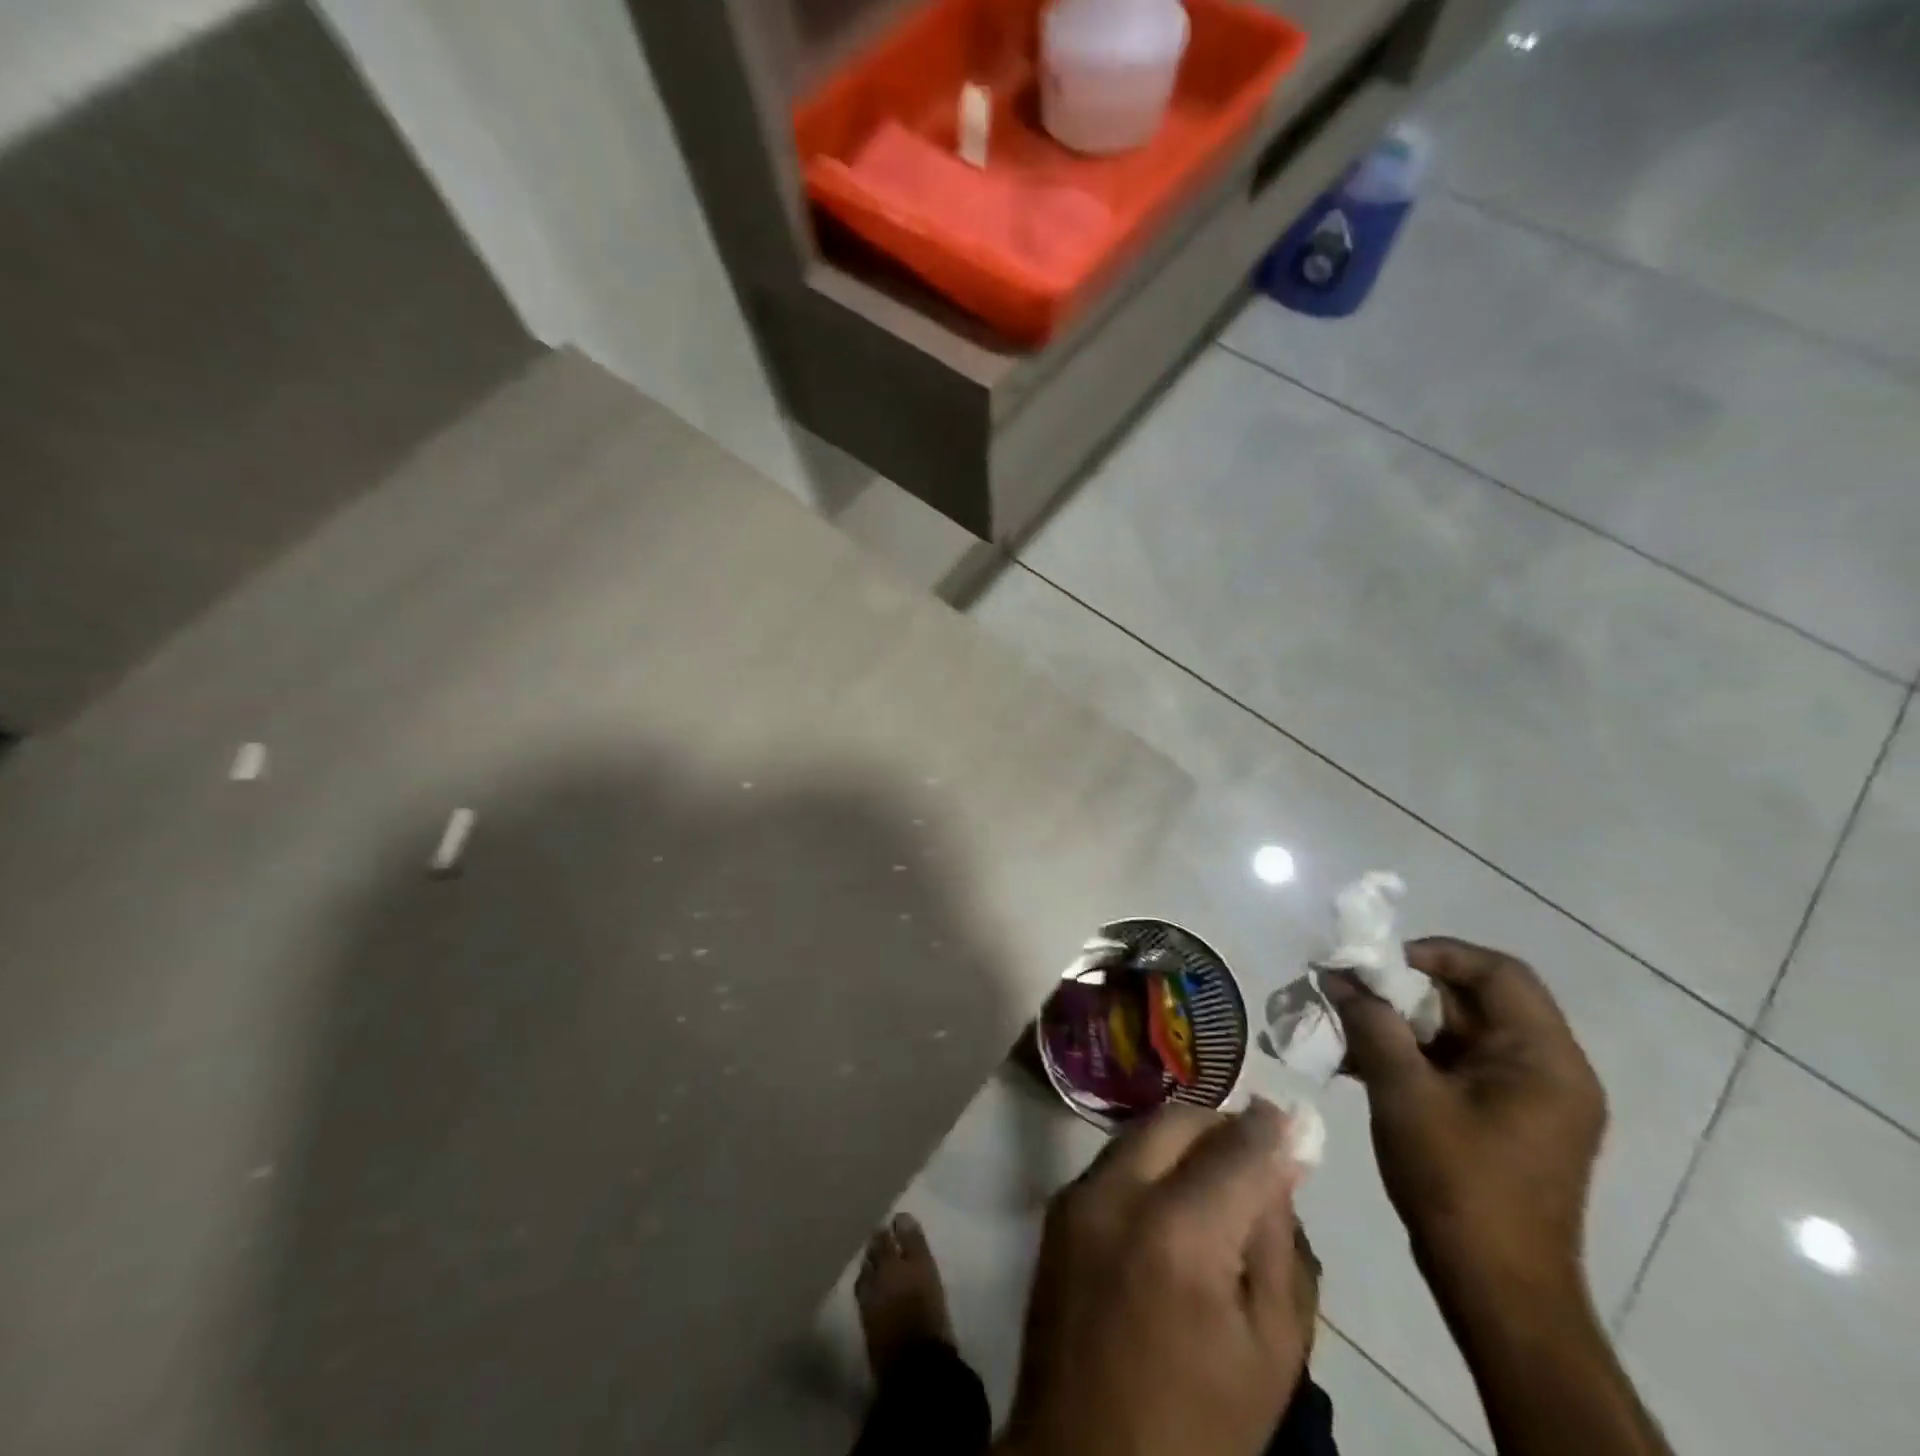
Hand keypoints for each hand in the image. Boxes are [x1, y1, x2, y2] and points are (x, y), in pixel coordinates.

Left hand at [1001, 1100, 1309, 1455]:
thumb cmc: (1198, 1430)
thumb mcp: (1271, 1350)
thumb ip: (1278, 1242)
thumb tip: (1283, 1158)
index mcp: (1178, 1235)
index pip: (1237, 1149)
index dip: (1274, 1130)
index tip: (1298, 1122)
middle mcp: (1118, 1194)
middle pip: (1179, 1121)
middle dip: (1224, 1127)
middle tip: (1257, 1156)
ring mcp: (1079, 1196)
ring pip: (1143, 1133)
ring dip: (1186, 1143)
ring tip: (1219, 1181)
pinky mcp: (1058, 1208)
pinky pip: (1116, 1160)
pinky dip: (1152, 1164)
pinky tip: (1175, 1205)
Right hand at [1324, 937, 1606, 1304]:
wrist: (1497, 1292)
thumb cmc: (1458, 1185)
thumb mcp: (1404, 1093)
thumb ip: (1372, 1025)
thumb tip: (1338, 976)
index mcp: (1544, 1058)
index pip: (1497, 972)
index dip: (1435, 954)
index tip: (1376, 963)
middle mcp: (1548, 1070)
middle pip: (1475, 999)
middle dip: (1405, 989)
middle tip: (1349, 990)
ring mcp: (1529, 1098)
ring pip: (1458, 1032)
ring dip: (1400, 1022)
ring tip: (1343, 1024)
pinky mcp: (1506, 1120)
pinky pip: (1455, 1065)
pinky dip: (1410, 1054)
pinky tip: (1357, 1062)